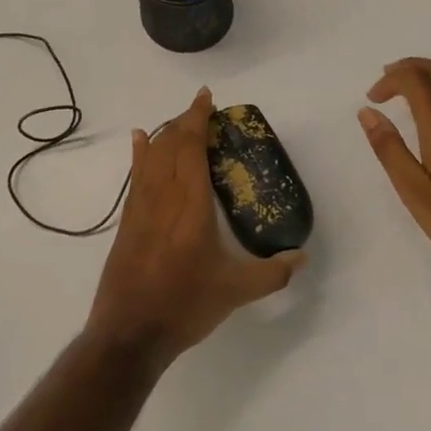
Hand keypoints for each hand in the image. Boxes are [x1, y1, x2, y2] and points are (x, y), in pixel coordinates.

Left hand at [87, 87, 305, 370]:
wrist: (130, 332)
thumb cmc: (185, 306)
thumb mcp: (235, 291)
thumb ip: (272, 273)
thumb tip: (302, 257)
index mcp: (191, 204)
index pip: (191, 147)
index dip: (198, 118)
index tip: (207, 97)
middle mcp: (163, 195)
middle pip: (171, 144)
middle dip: (186, 120)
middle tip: (204, 110)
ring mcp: (141, 205)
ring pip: (152, 155)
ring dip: (166, 133)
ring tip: (181, 121)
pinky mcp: (128, 219)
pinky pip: (135, 174)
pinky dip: (140, 152)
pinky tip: (140, 139)